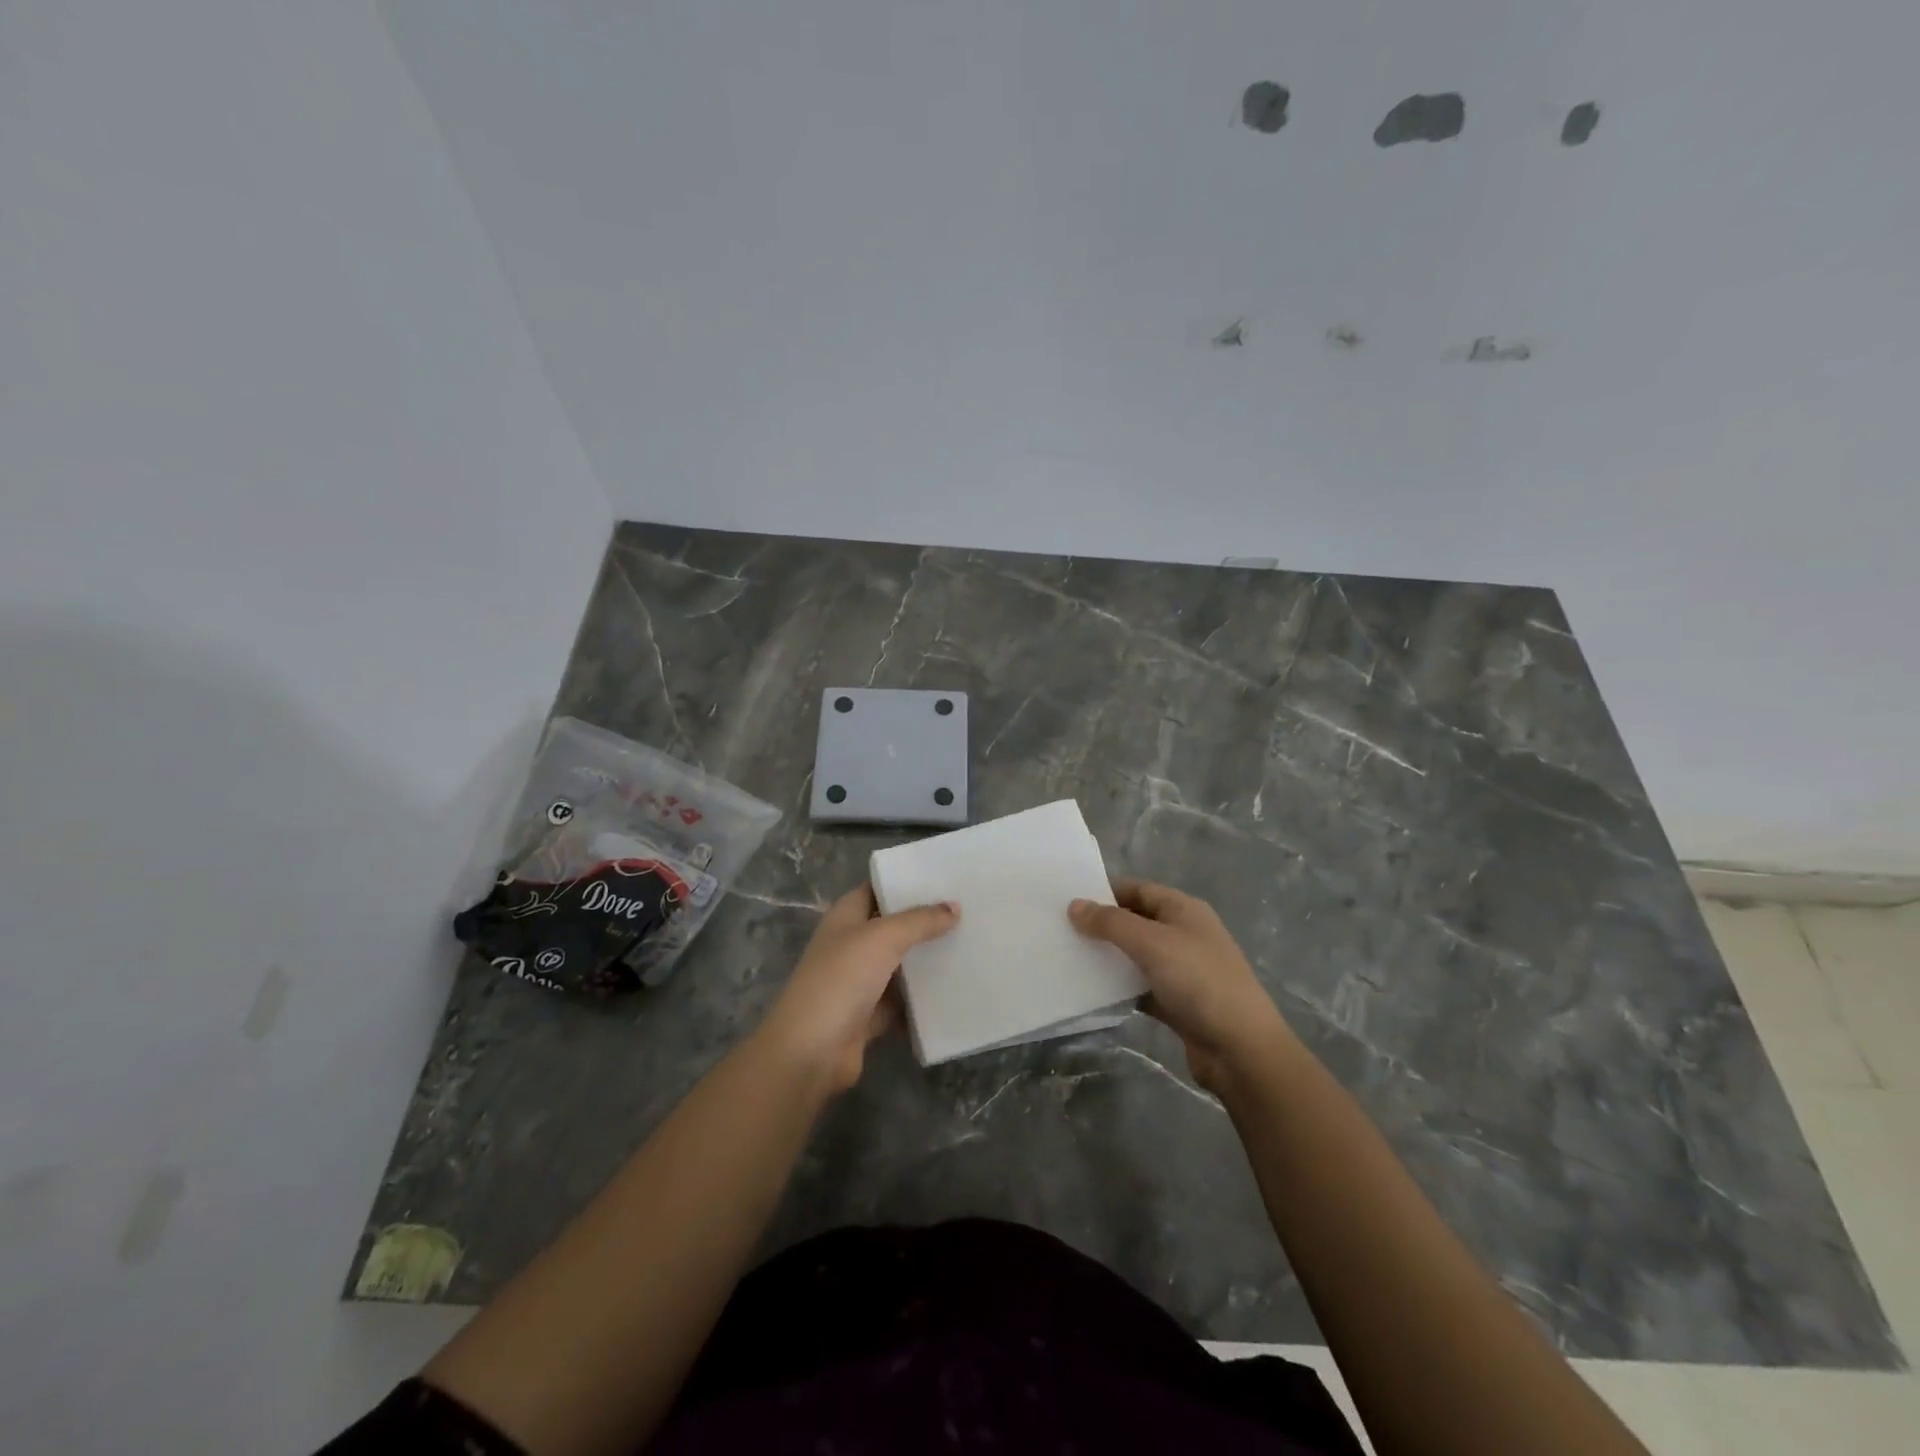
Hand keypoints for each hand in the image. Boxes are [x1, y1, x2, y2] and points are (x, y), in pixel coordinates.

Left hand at [758, 882, 958, 1092]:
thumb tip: (954, 907)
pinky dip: (924, 998)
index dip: (905, 881)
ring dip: (928, 959)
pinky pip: (904, 1000)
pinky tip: (956, 988)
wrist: (811, 1051)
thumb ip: (920, 921)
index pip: (877, 888)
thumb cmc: (841, 979)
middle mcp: (851, 944)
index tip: (944, 876)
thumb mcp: (882, 938)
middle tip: (968, 909)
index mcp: (845, 917)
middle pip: (893, 926)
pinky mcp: (871, 1015)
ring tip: (971, 943)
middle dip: (925, 920)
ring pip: (901, 964)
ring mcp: (860, 981)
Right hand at [1069, 878, 1290, 1094]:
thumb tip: (1074, 905)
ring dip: (1109, 957)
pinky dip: (1120, 987)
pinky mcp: (1177, 1003)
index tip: (1068, 901)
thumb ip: (1111, 923)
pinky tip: (1091, 991)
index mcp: (1184, 910)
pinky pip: (1140, 987)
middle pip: (1136, 921)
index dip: (1104, 892)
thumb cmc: (1199, 982)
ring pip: (1136, 956)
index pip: (1137, 889)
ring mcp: (1182, 970)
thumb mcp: (1152, 943)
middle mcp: (1184, 934)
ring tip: (1068, 957)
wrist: (1241, 1049)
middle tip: (1061, 930)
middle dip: (1102, 925)